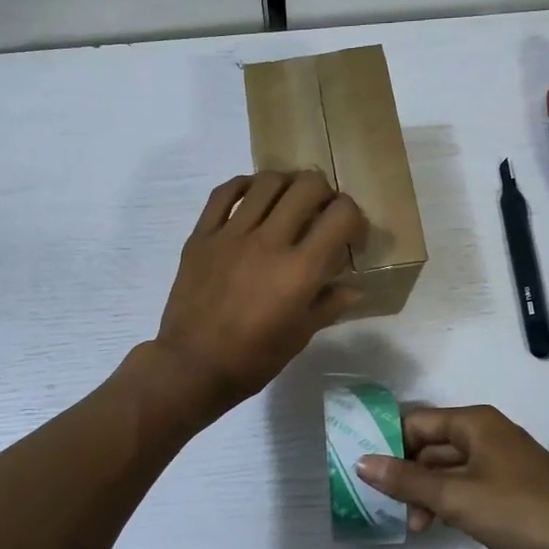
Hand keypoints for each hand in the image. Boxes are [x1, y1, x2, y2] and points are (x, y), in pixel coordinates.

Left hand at [148, 171, 366, 423]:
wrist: (192, 366)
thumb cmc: (252, 359)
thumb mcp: (299, 336)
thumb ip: (329, 304)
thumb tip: (356, 288)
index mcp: (301, 270)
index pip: (341, 215)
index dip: (355, 218)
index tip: (350, 236)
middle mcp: (269, 241)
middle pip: (308, 186)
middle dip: (325, 194)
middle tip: (321, 214)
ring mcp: (232, 234)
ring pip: (267, 182)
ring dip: (287, 185)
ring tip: (288, 202)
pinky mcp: (202, 235)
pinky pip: (223, 193)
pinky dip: (244, 185)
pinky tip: (253, 195)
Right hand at [356, 406, 548, 548]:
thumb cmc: (518, 511)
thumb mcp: (454, 497)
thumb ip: (406, 480)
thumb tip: (361, 462)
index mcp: (473, 422)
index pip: (415, 422)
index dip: (389, 446)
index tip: (368, 476)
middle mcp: (487, 432)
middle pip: (432, 445)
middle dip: (408, 475)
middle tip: (390, 508)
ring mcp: (503, 458)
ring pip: (450, 467)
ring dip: (429, 492)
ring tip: (418, 525)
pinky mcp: (514, 483)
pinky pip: (470, 483)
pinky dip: (452, 499)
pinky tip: (445, 525)